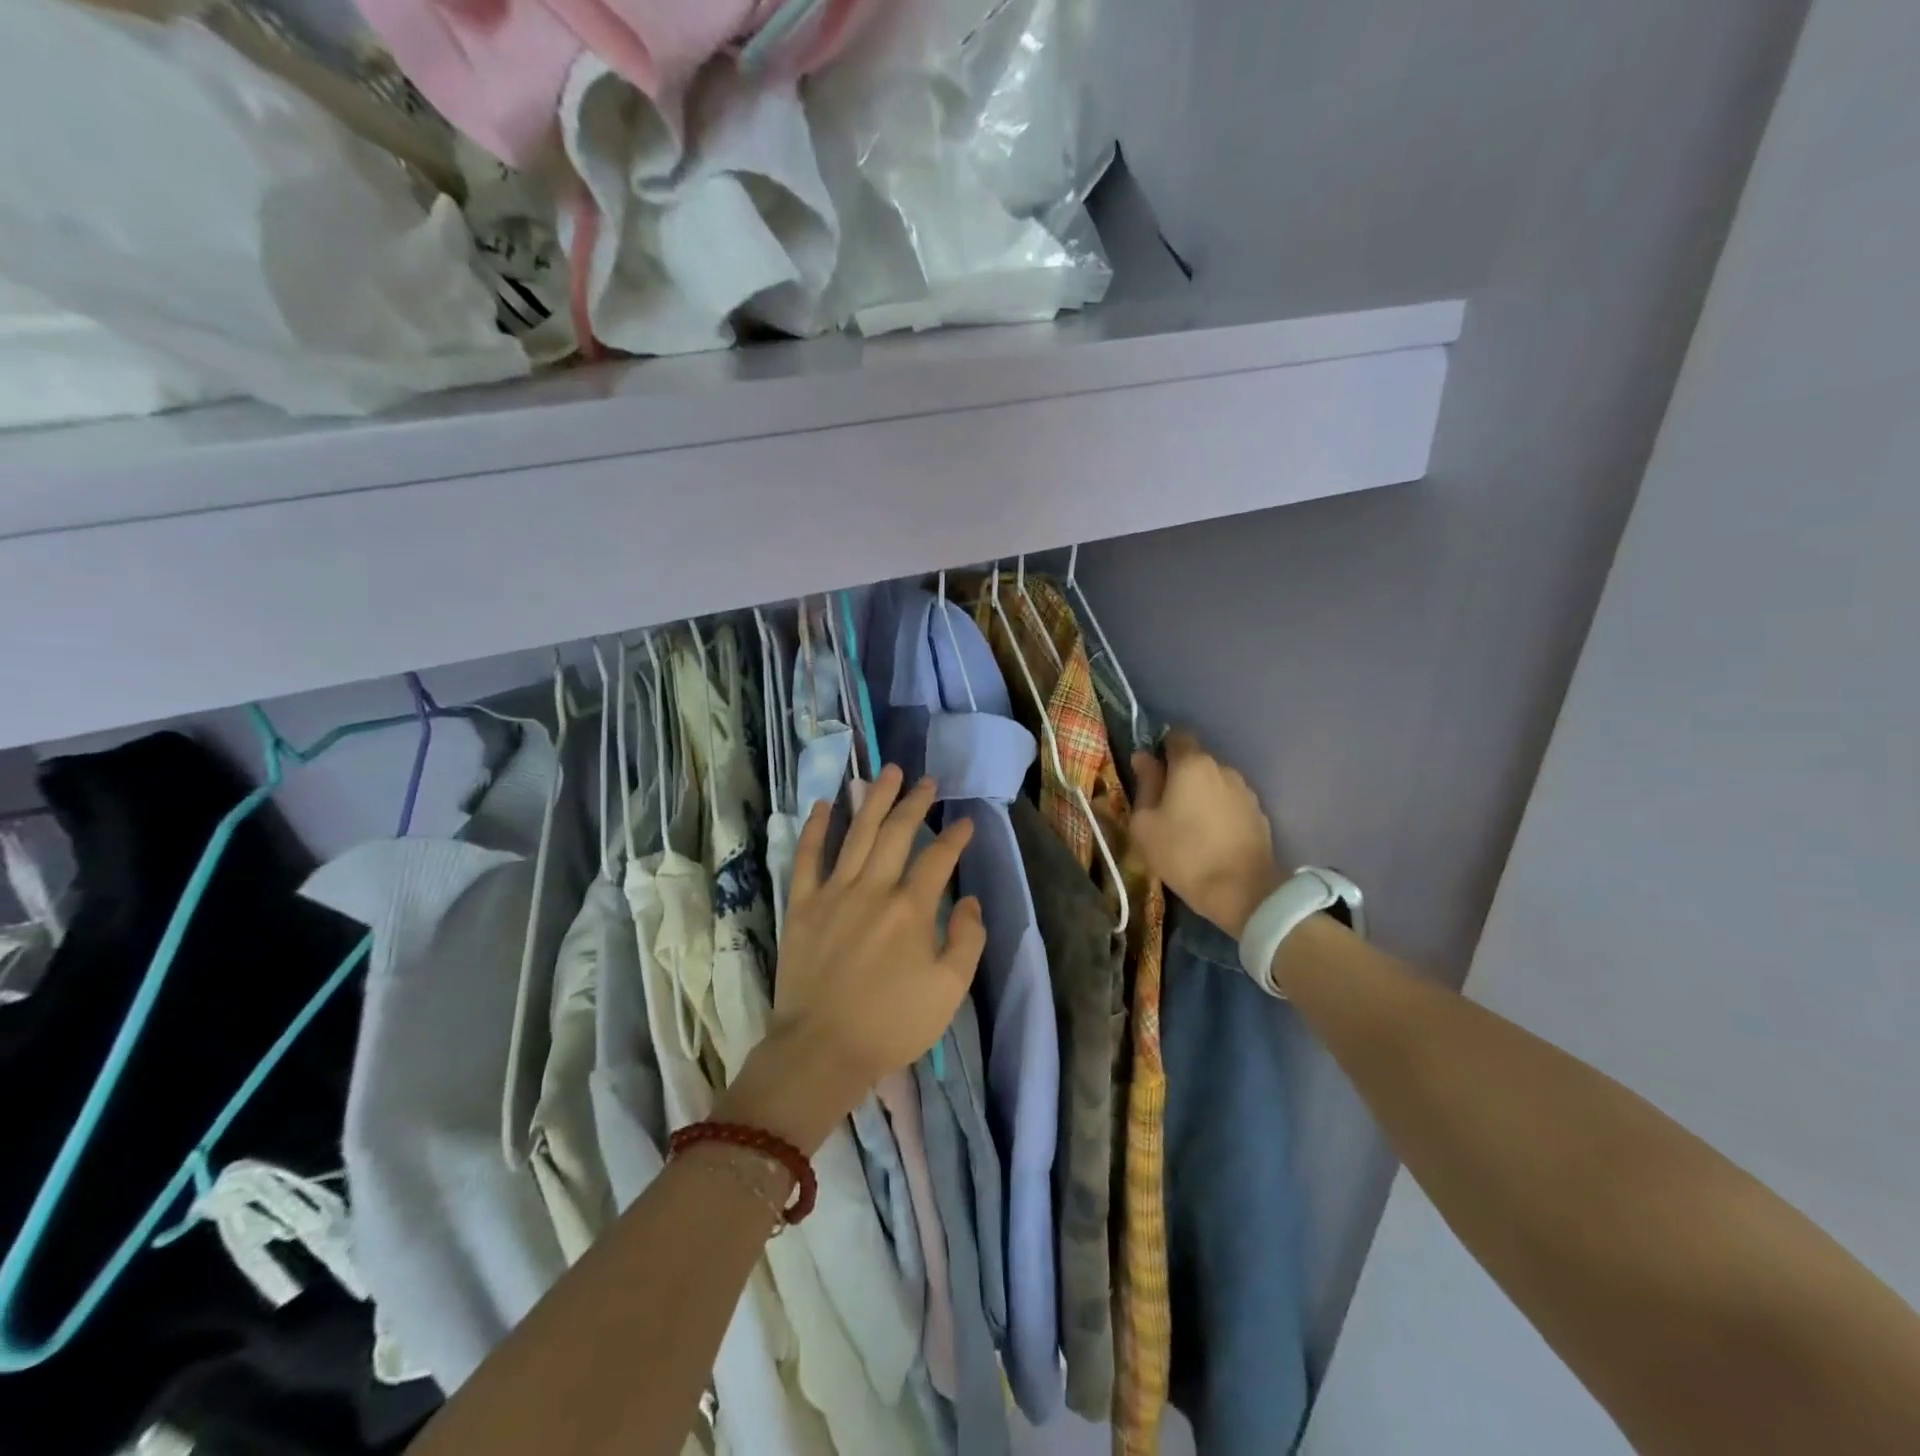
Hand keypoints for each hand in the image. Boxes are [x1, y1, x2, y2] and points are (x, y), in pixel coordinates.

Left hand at [729, 767, 984, 1150]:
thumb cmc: (891, 1025)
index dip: (956, 837)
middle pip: (897, 832)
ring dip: (874, 799)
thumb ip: (967, 940)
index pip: (938, 858)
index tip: (967, 822)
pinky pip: (807, 858)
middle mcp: (873, 888)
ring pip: (857, 833)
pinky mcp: (801, 905)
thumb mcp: (948, 991)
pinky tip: (827, 804)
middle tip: (927, 780)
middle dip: (915, 802)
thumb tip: (971, 901)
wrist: (821, 1051)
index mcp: (911, 909)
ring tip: (887, 772)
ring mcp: (833, 893)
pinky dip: (816, 829)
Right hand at [1131, 730, 1282, 939]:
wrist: (1242, 891)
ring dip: (1201, 794)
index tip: (1150, 771)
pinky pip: (1230, 802)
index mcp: (1192, 764)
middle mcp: (1222, 768)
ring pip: (1215, 782)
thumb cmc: (1183, 853)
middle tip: (1164, 804)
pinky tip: (1211, 836)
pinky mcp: (1259, 813)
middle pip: (1196, 761)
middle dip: (1180, 776)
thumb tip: (1143, 758)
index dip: (1161, 749)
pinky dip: (1219, 811)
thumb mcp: (1145, 823)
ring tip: (1189, 824)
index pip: (1176, 737)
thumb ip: (1144, 784)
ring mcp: (1245, 790)